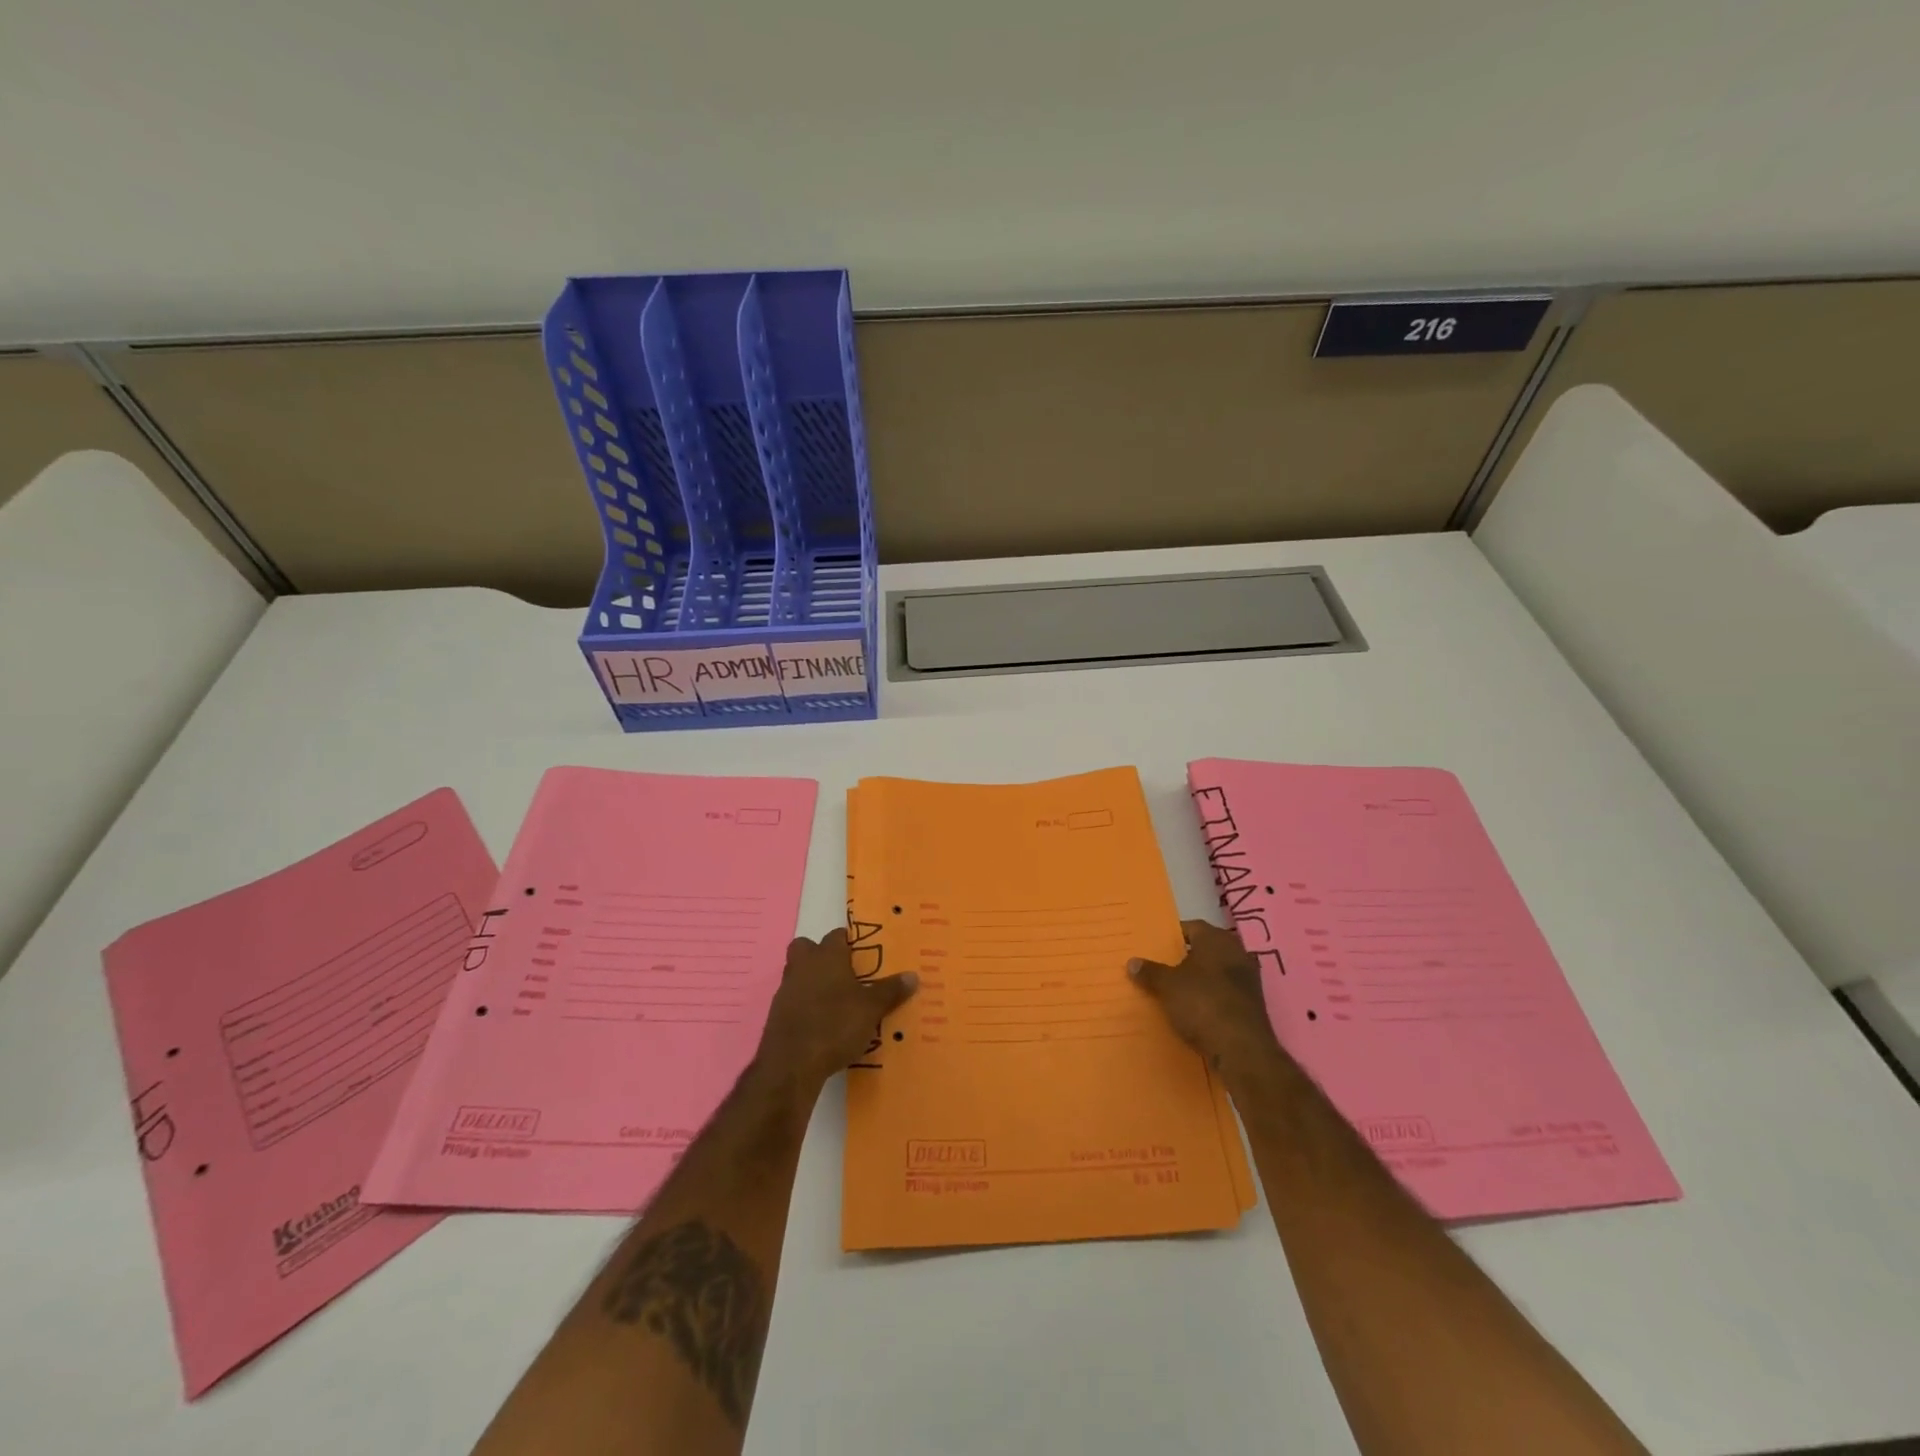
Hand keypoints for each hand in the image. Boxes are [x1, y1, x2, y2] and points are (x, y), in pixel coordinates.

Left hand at [757, 929, 918, 1085]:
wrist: (791, 1064)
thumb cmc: (835, 1025)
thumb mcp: (871, 1009)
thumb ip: (891, 991)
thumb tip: (913, 975)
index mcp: (827, 956)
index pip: (836, 936)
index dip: (849, 942)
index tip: (863, 955)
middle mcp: (803, 966)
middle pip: (806, 948)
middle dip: (820, 955)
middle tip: (843, 973)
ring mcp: (786, 989)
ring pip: (798, 973)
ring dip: (812, 981)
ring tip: (836, 1002)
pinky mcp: (776, 1014)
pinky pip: (793, 1000)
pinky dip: (804, 1005)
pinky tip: (821, 1023)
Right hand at [1130, 920, 1282, 1076]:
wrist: (1242, 1049)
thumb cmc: (1202, 1003)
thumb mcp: (1167, 986)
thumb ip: (1150, 972)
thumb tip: (1132, 962)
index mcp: (1216, 939)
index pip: (1192, 927)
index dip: (1173, 936)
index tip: (1155, 947)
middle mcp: (1236, 953)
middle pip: (1206, 950)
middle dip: (1186, 958)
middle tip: (1162, 968)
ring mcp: (1248, 980)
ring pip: (1216, 973)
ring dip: (1199, 980)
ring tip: (1175, 991)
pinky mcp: (1252, 1006)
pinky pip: (1225, 994)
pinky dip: (1211, 998)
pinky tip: (1195, 1011)